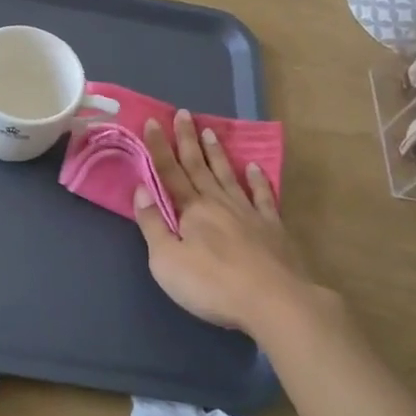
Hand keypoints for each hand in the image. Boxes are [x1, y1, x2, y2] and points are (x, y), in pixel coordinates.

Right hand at [130, 110, 327, 335]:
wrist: (275, 302)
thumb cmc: (212, 285)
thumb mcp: (167, 261)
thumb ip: (152, 224)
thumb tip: (141, 189)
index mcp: (191, 210)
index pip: (169, 172)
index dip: (158, 147)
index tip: (152, 121)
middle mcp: (218, 203)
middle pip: (198, 166)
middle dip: (187, 140)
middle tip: (183, 113)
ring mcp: (249, 213)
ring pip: (228, 175)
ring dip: (216, 153)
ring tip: (210, 131)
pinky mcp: (273, 228)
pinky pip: (263, 197)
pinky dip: (257, 180)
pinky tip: (254, 168)